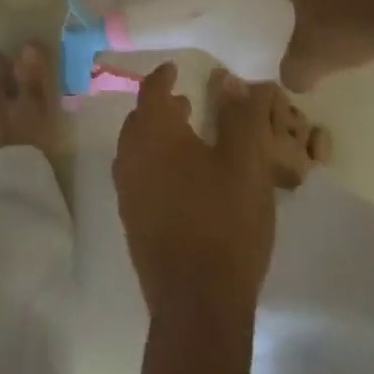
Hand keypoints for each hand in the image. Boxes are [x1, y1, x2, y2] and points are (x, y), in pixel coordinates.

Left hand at [113, 65, 276, 320]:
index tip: (175, 69)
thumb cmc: (225, 223)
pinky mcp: (131, 222)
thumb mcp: (246, 163)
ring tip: (187, 140)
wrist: (197, 304)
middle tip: (186, 105)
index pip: (151, 91)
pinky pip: (137, 176)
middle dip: (160, 107)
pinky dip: (154, 164)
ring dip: (157, 137)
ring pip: (136, 149)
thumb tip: (238, 82)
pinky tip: (180, 182)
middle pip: (139, 120)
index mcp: (153, 134)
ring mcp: (127, 192)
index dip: (163, 76)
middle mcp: (130, 156)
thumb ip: (243, 117)